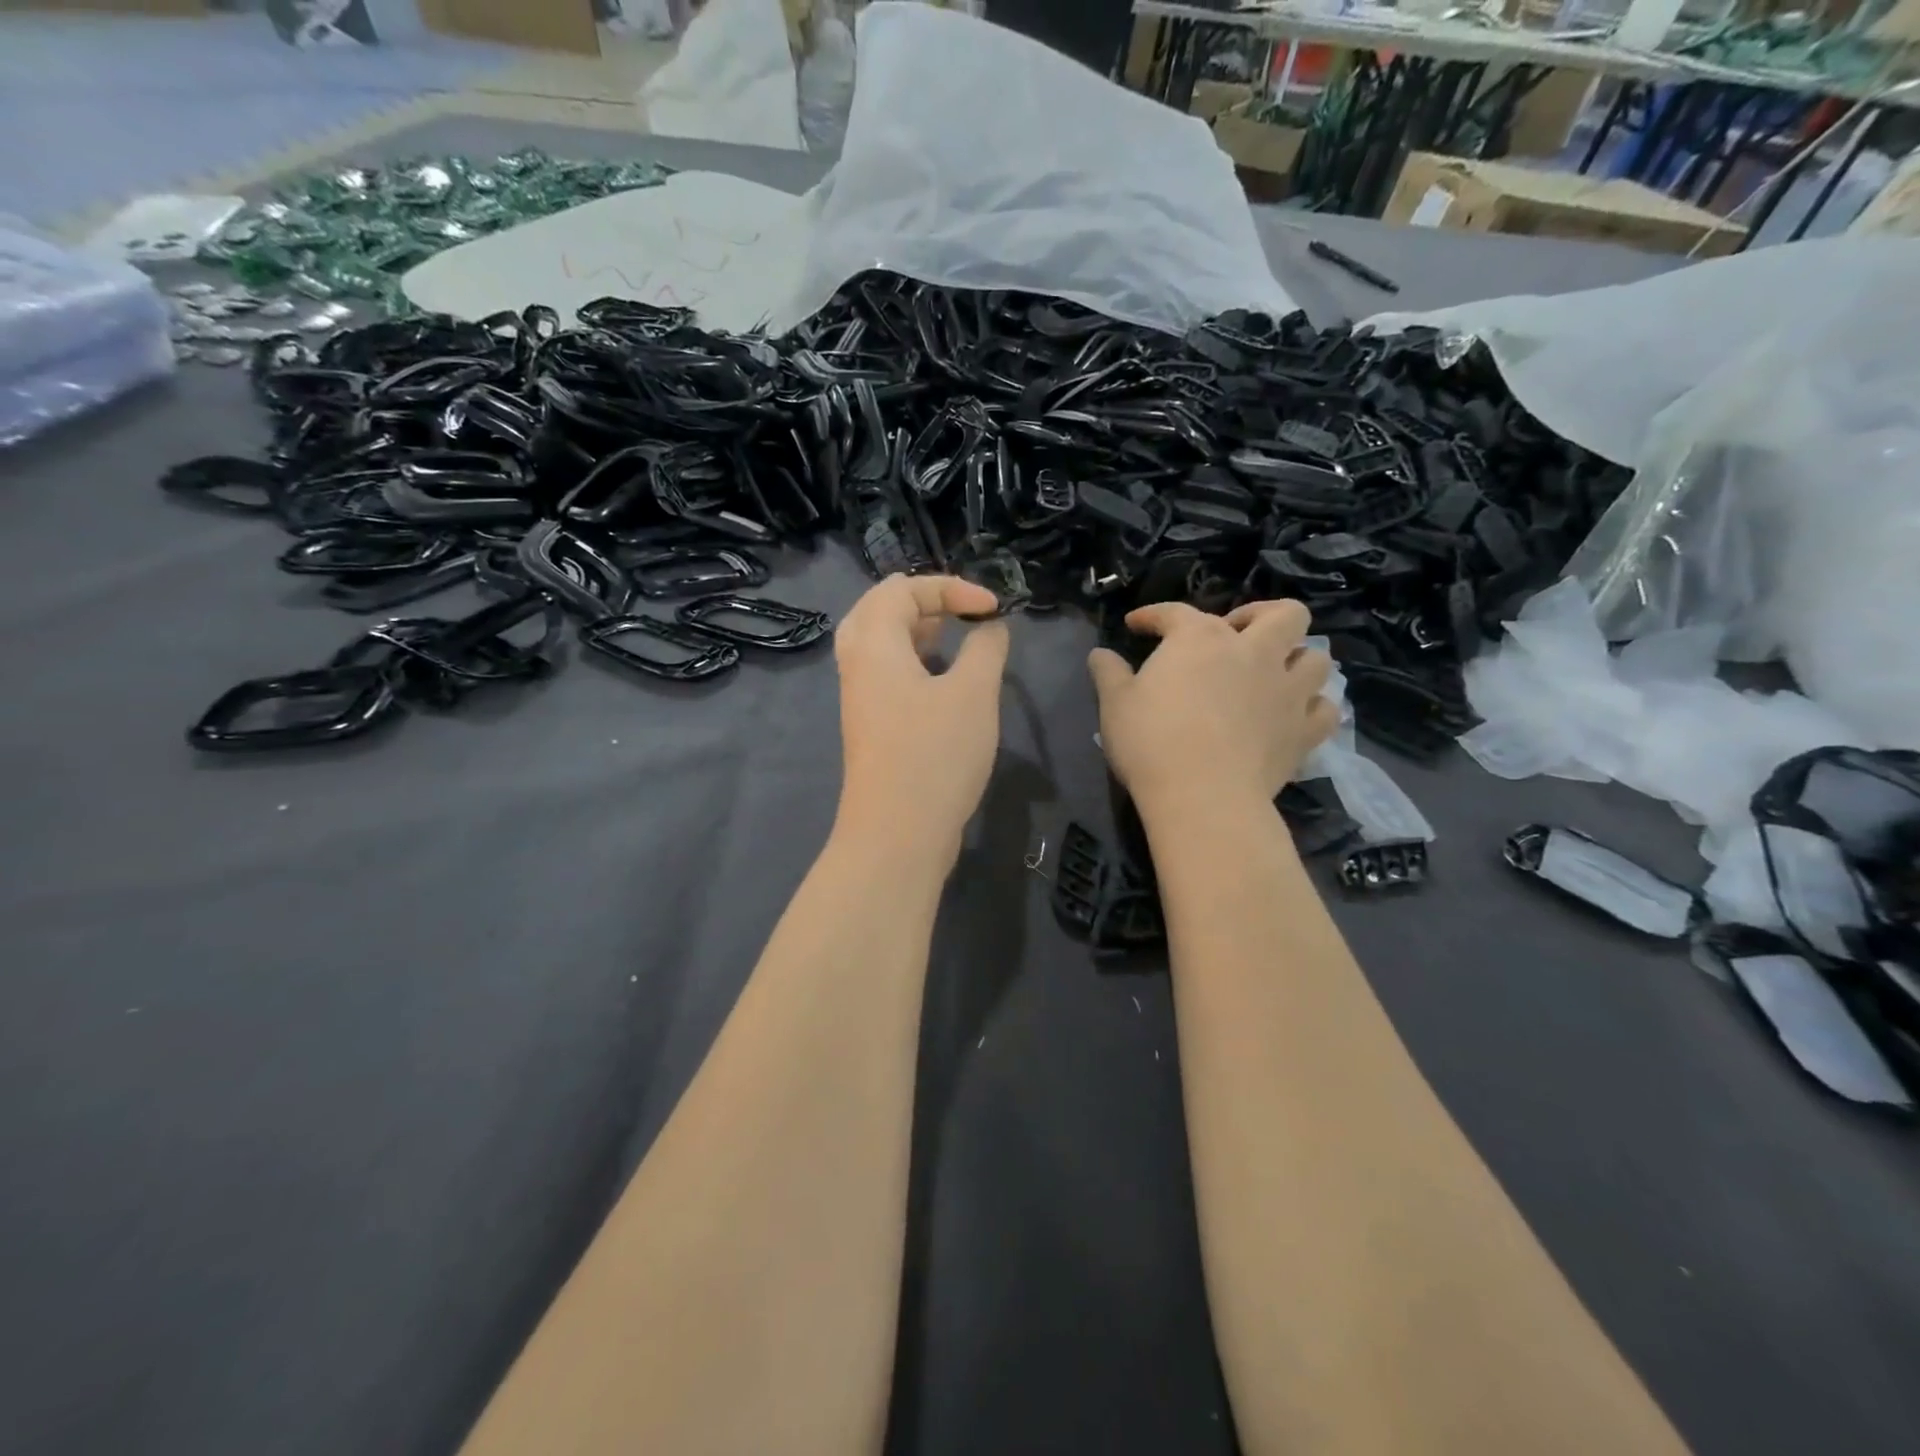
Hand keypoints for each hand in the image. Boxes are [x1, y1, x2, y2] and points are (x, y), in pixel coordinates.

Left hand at [832, 575, 1011, 865]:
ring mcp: (859, 697)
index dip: (952, 587)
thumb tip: (990, 627)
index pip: (904, 588)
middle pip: (880, 608)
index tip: (994, 609)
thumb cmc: (935, 755)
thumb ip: (986, 648)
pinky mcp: (870, 725)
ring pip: (880, 643)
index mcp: (875, 643)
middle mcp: (858, 663)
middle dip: (925, 601)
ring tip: (953, 637)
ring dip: (917, 631)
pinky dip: (913, 661)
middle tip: (961, 612)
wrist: (897, 834)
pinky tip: (943, 681)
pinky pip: (885, 673)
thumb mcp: (973, 693)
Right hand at [1088, 599, 1335, 810]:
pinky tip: (1294, 715)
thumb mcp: (1114, 704)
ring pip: (1317, 658)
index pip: (1176, 613)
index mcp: (1201, 639)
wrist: (1201, 795)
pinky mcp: (1304, 732)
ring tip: (1274, 675)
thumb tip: (1100, 655)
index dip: (1154, 615)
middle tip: (1238, 636)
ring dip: (1298, 660)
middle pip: (1284, 615)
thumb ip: (1108, 673)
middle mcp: (1254, 653)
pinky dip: (1313, 708)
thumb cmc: (1151, 742)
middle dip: (1263, 617)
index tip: (1137, 625)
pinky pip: (1325, 710)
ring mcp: (1287, 692)